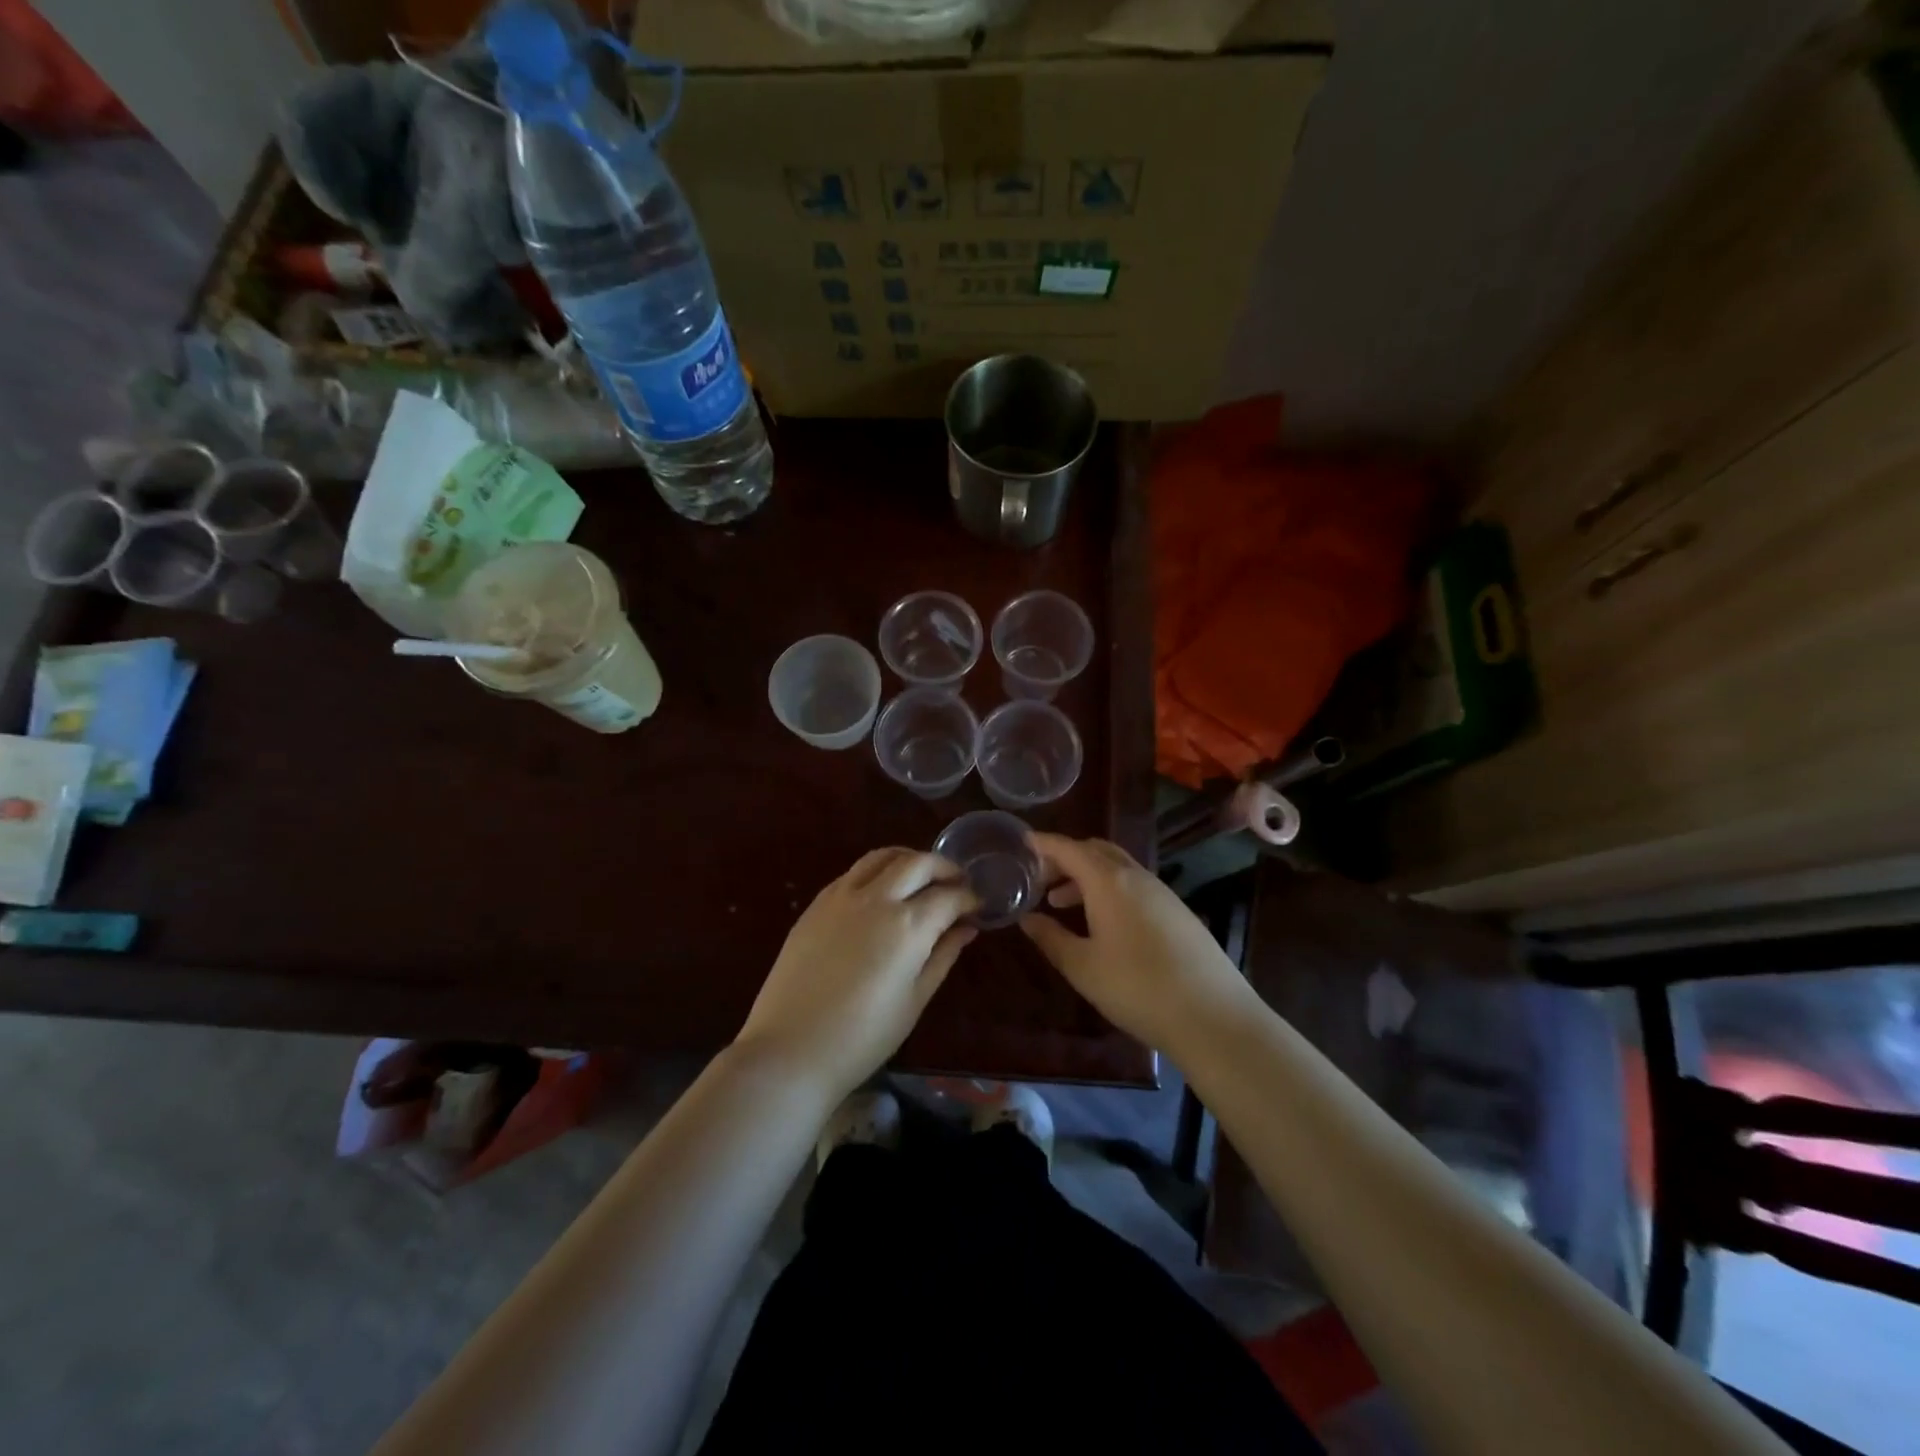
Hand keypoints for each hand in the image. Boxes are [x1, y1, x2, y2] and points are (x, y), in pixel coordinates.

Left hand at [735, 848, 976, 1101]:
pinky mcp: (817, 904)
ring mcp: (842, 896)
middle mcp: (877, 898)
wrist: (790, 1049)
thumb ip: (943, 955)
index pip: (949, 896)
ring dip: (909, 860)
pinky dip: (877, 871)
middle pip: (918, 863)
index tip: (978, 906)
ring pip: (882, 856)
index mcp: (908, 925)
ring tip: (921, 878)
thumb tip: (966, 928)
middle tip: (956, 884)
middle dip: (944, 868)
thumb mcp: (915, 999)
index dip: (969, 898)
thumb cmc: (863, 1036)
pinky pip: (854, 872)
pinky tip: (882, 892)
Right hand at [1020, 834, 1254, 1054]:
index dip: (1045, 843)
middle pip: (1096, 850)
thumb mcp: (1083, 967)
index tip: (1023, 841)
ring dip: (1087, 875)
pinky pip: (1134, 885)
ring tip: (1062, 902)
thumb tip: (1028, 919)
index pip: (1070, 849)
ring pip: (1117, 868)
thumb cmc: (1136, 988)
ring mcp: (1162, 893)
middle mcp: (1136, 877)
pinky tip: (1102, 921)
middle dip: (1066, 857)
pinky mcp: (1178, 912)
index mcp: (1108, 882)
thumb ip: (1051, 938)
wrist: (1212, 1015)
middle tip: (1040, 877)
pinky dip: (1109, 889)